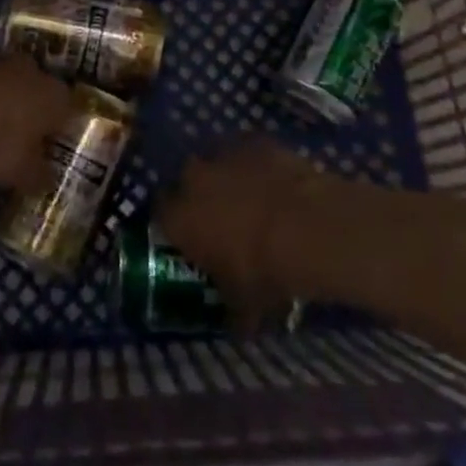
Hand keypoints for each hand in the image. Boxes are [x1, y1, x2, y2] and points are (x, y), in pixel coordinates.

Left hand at [0, 57, 82, 188]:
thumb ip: (39, 177)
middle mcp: (35, 74)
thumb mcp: (23, 173)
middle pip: (38, 96)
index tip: (48, 153)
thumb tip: (46, 180)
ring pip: (9, 90)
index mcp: (58, 97)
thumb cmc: (0, 142)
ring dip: (2, 109)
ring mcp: (1, 65)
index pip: (68, 114)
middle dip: (30, 116)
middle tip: (20, 144)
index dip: (59, 134)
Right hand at [159, 139, 331, 323]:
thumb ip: (232, 310)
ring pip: (215, 161)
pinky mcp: (253, 140)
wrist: (306, 226)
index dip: (173, 224)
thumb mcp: (245, 304)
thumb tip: (237, 325)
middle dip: (199, 195)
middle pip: (186, 181)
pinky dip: (254, 163)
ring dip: (226, 177)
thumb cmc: (264, 271)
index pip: (160, 214)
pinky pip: (246, 150)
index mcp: (179, 217)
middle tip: (220, 217)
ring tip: (250, 198)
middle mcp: (192, 178)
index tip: (188, 236)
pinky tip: (273, 181)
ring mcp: (223, 153)